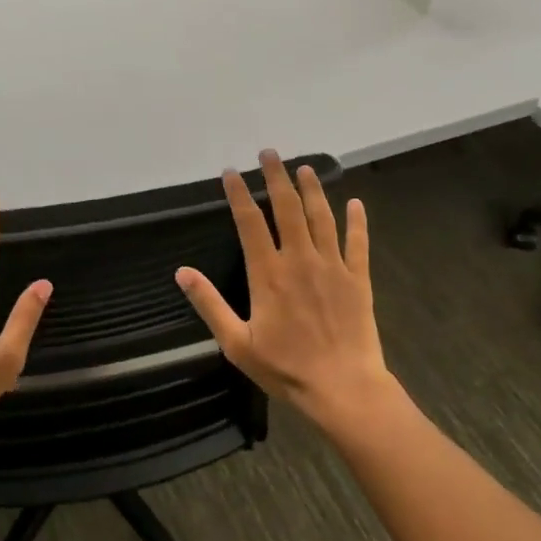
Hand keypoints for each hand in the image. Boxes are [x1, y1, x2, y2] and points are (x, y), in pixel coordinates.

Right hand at [175, 151, 402, 435]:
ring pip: (322, 217)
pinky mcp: (358, 278)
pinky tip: (356, 202)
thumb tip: (182, 272)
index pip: (249, 222)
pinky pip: (358, 242)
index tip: (231, 172)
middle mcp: (300, 259)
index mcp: (268, 273)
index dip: (239, 193)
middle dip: (276, 177)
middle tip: (270, 153)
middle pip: (287, 208)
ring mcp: (333, 266)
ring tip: (304, 168)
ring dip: (312, 189)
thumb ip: (209, 303)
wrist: (343, 387)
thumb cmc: (285, 368)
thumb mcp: (236, 343)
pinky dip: (357, 220)